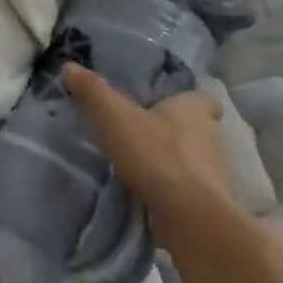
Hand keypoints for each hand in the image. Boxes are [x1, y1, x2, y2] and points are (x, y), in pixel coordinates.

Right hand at [65, 63, 239, 252]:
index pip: (204, 99)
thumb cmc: (156, 154)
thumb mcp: (114, 117)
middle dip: (176, 131)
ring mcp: (213, 173)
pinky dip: (172, 189)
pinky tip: (148, 192)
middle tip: (144, 132)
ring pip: (194, 160)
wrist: (189, 216)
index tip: (167, 105)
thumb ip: (93, 91)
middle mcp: (211, 137)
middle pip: (198, 128)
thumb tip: (70, 66)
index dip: (187, 100)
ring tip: (141, 164)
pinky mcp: (208, 203)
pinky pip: (188, 188)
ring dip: (173, 161)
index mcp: (195, 109)